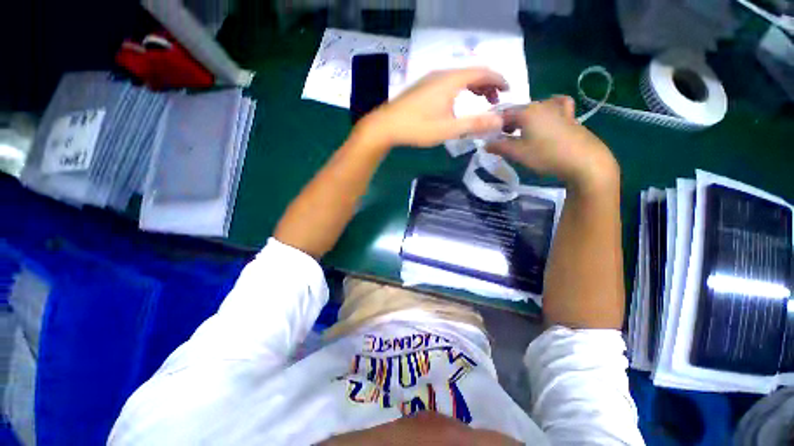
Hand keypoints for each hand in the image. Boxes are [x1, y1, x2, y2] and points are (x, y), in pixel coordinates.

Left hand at [358, 68, 507, 147]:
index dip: (499, 80)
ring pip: (459, 78)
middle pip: (472, 73)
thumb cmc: (417, 127)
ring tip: (480, 102)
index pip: (483, 72)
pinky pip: (449, 83)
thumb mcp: (448, 129)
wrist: (386, 125)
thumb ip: (474, 124)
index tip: (509, 90)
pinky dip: (461, 90)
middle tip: (495, 101)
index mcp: (451, 80)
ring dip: (474, 88)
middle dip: (487, 85)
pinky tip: (458, 104)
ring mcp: (430, 79)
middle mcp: (442, 74)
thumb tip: (499, 121)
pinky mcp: (423, 87)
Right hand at [486, 96, 618, 191]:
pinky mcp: (570, 115)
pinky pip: (556, 105)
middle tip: (503, 138)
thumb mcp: (517, 153)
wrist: (584, 161)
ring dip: (524, 118)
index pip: (503, 114)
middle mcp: (541, 104)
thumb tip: (485, 144)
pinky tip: (548, 115)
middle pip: (518, 110)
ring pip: (534, 108)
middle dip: (507, 123)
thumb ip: (499, 147)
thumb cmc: (546, 155)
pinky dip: (549, 108)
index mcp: (526, 111)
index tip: (489, 137)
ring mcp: (558, 108)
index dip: (494, 125)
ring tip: (522, 131)